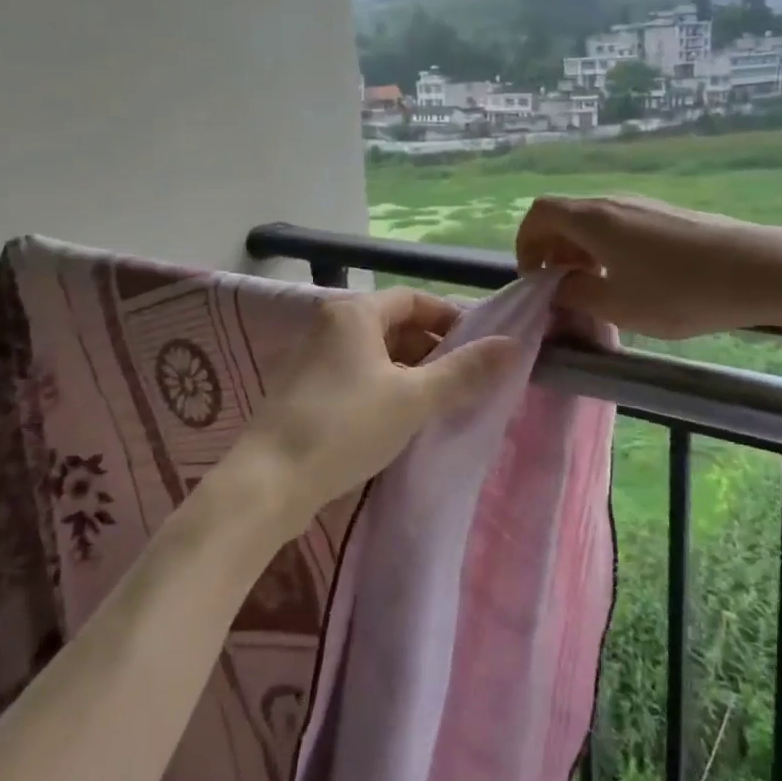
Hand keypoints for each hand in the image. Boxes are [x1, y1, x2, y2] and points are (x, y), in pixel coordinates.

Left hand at [224, 288, 517, 539]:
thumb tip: (512, 344)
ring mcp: (314, 358)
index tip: (479, 346)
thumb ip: (464, 371)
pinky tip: (401, 418)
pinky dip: (385, 386)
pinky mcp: (306, 390)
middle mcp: (331, 325)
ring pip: (375, 352)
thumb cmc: (346, 426)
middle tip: (464, 379)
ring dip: (410, 370)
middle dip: (432, 347)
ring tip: (439, 401)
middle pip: (394, 324)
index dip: (449, 317)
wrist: (269, 481)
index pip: (414, 299)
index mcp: (355, 313)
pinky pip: (357, 374)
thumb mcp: (413, 398)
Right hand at [515, 194, 781, 338]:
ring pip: (593, 222)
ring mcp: (642, 205)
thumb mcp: (618, 305)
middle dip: (552, 251)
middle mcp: (612, 202)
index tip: (535, 278)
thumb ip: (576, 294)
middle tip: (560, 289)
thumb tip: (556, 287)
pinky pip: (618, 225)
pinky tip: (628, 278)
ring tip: (593, 287)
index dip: (526, 243)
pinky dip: (606, 248)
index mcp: (592, 219)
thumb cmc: (680, 291)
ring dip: (580, 251)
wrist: (757, 270)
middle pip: (565, 216)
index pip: (539, 213)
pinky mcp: (665, 215)